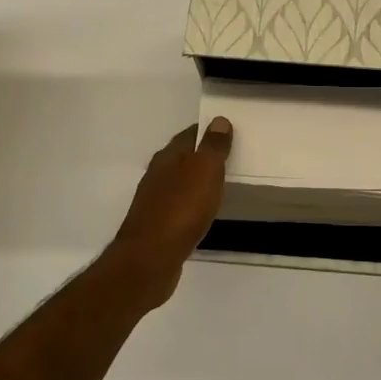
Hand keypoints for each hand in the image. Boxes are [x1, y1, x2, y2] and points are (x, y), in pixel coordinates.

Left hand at [108, 118, 232, 306]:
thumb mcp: (204, 171)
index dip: (208, 130)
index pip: (190, 134)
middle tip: (230, 156)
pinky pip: (179, 205)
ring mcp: (155, 200)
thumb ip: (212, 146)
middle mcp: (157, 174)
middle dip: (203, 155)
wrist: (150, 259)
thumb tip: (219, 120)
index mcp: (168, 156)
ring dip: (197, 180)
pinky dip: (192, 203)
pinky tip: (203, 211)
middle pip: (183, 157)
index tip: (229, 131)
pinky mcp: (157, 225)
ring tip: (221, 183)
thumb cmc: (181, 209)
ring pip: (180, 181)